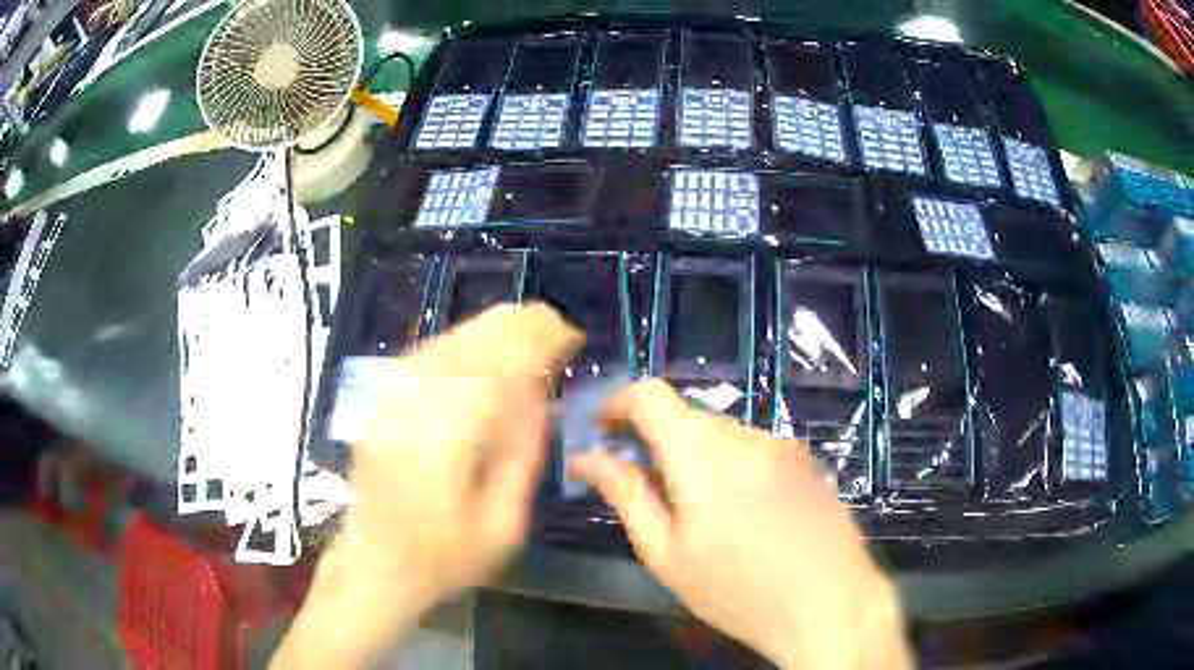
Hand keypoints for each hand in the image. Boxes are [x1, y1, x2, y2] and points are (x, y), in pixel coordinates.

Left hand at [342, 302, 581, 597]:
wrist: (375, 563)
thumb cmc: (445, 555)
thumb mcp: (502, 523)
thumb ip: (522, 453)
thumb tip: (538, 392)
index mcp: (448, 438)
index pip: (501, 365)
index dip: (540, 341)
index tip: (571, 337)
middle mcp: (415, 404)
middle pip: (473, 341)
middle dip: (520, 325)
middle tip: (556, 327)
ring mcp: (392, 397)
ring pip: (449, 339)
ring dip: (492, 329)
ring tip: (530, 328)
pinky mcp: (381, 400)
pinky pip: (428, 352)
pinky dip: (462, 340)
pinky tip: (483, 345)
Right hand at [573, 380, 910, 668]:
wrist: (831, 604)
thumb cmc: (739, 593)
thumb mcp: (668, 555)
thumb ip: (628, 496)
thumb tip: (591, 458)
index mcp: (704, 456)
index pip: (651, 395)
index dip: (617, 402)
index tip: (602, 430)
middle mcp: (747, 436)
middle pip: (687, 416)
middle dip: (656, 442)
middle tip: (644, 485)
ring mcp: (782, 447)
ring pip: (722, 434)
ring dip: (696, 457)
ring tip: (698, 512)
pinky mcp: (805, 462)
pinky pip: (754, 450)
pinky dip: (731, 467)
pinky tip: (742, 516)